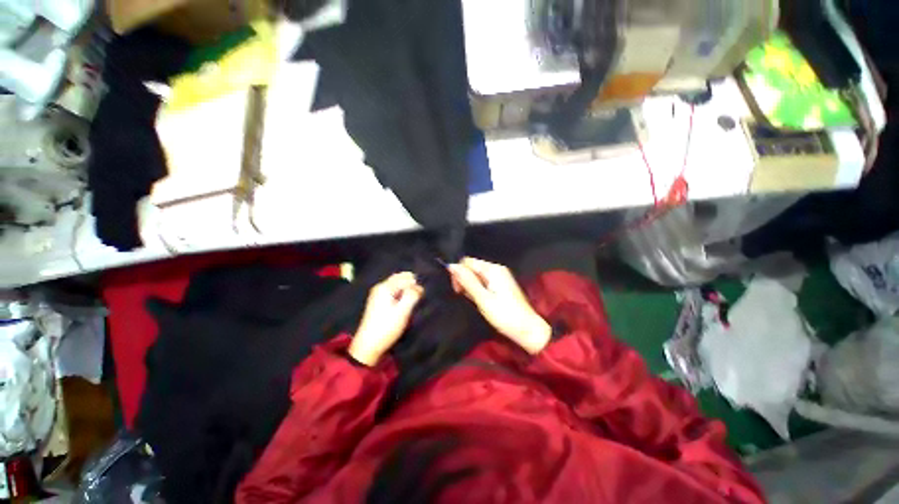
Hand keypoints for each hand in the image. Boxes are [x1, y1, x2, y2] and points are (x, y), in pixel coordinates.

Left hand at [349, 272, 423, 365]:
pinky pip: (393, 292)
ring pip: (397, 285)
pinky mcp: (378, 302)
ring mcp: (378, 294)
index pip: (406, 277)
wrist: (368, 345)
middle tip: (419, 296)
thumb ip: (412, 295)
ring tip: (414, 300)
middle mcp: (380, 287)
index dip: (416, 284)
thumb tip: (419, 287)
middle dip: (411, 284)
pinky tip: (405, 303)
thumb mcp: (403, 311)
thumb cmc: (387, 327)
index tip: (422, 294)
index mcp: (385, 287)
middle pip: (400, 278)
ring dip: (406, 290)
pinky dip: (401, 294)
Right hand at [448, 257, 550, 354]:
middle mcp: (497, 269)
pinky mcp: (501, 285)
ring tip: (476, 301)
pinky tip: (481, 301)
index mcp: (493, 269)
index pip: (467, 262)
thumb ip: (467, 281)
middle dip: (464, 280)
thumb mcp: (482, 299)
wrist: (527, 329)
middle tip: (466, 297)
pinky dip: (479, 290)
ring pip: (477, 275)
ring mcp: (500, 277)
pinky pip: (484, 281)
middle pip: (472, 267)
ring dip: (471, 286)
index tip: (457, 290)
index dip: (458, 273)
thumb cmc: (505, 315)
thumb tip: (451, 266)